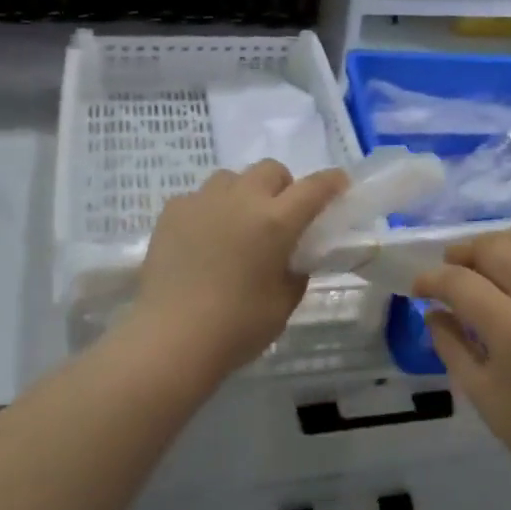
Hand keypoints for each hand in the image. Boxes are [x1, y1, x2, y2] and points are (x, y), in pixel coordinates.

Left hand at [125, 161, 349, 380]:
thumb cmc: (237, 326)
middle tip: (281, 217)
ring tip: (237, 225)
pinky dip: (209, 210)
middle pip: (270, 170)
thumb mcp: (284, 303)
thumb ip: (295, 272)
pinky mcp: (171, 213)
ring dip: (244, 193)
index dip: (331, 182)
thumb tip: (291, 260)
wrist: (171, 338)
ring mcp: (202, 202)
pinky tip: (203, 240)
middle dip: (283, 187)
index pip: (314, 188)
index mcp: (276, 221)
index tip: (339, 185)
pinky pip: (198, 198)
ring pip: (231, 178)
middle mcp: (241, 200)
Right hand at [413, 226, 510, 488]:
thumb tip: (433, 312)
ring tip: (487, 260)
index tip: (419, 289)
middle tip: (449, 271)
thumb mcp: (481, 394)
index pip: (460, 282)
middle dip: (461, 253)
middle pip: (494, 248)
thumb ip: (451, 346)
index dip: (430, 279)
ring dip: (501, 241)